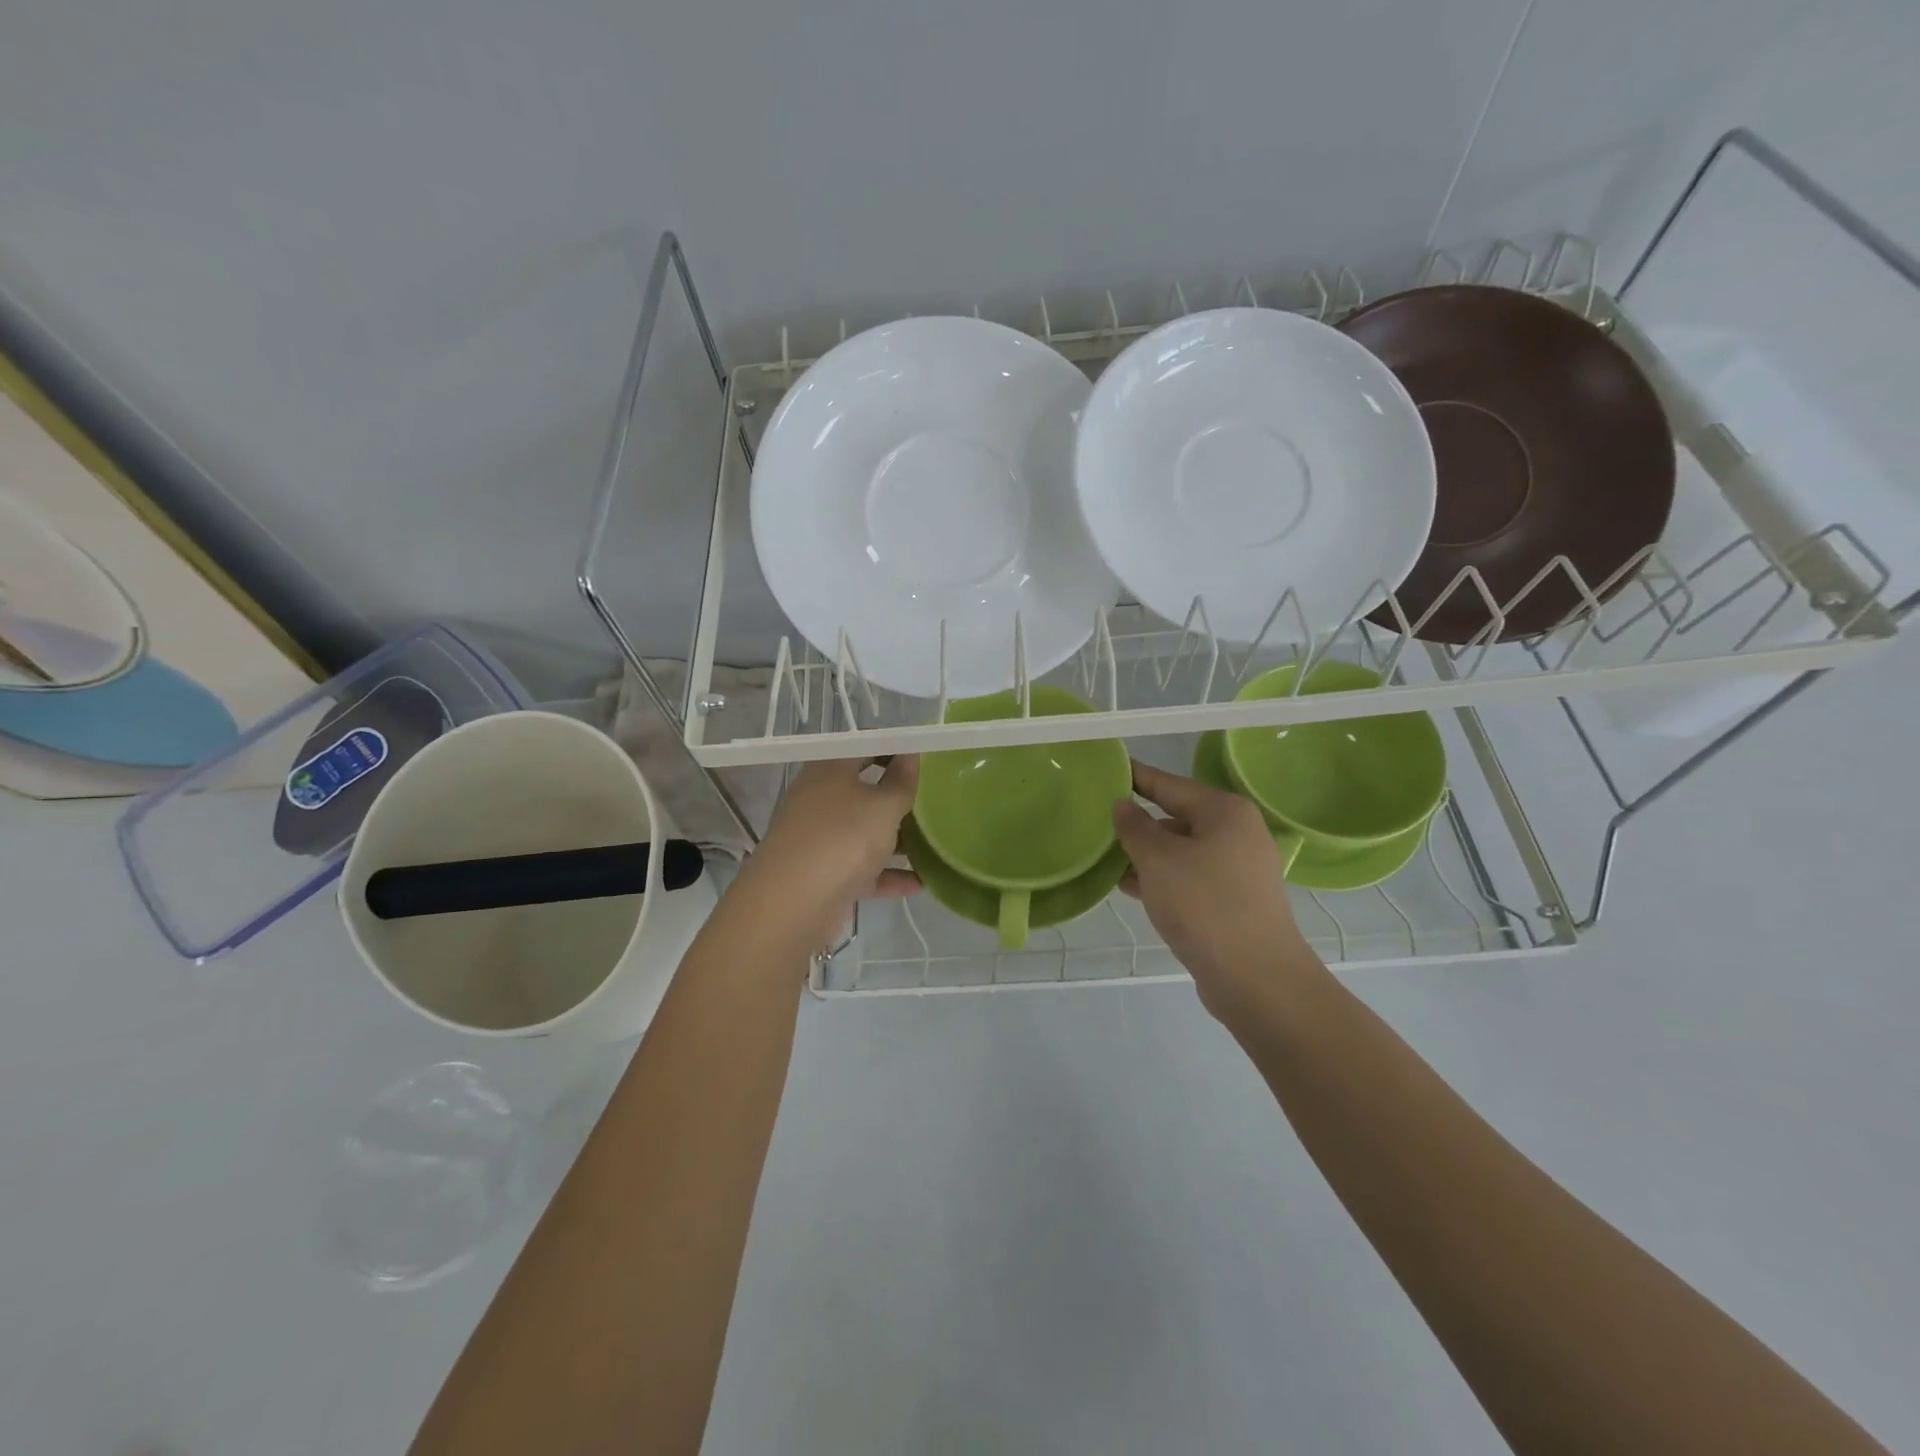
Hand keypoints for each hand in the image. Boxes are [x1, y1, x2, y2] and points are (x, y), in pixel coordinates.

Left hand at [744, 756, 919, 949]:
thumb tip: (909, 755)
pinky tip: (921, 882)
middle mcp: (821, 800)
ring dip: (897, 839)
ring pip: (865, 832)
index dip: (893, 751)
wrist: (794, 902)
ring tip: (935, 842)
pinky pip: (864, 869)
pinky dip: (889, 874)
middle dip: (899, 798)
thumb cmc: (843, 837)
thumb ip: (901, 782)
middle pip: (865, 792)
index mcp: (830, 771)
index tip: (924, 761)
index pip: (864, 749)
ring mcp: (822, 839)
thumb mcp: (884, 806)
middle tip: (936, 800)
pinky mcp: (827, 874)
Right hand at [1113, 761, 1320, 1020]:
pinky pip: (1189, 878)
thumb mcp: (1158, 860)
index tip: (1107, 768)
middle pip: (1176, 817)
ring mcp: (1237, 870)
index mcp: (1224, 812)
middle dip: (1137, 821)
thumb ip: (1134, 827)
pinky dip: (1161, 879)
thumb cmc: (1204, 905)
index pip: (1169, 783)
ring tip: (1104, 857)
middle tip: (1096, 818)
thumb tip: (1123, 805)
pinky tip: (1129, 887)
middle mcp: (1236, 833)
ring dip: (1145, 854)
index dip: (1136, 776)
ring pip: (1181, 851)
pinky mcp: (1233, 902)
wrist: (1256, 979)